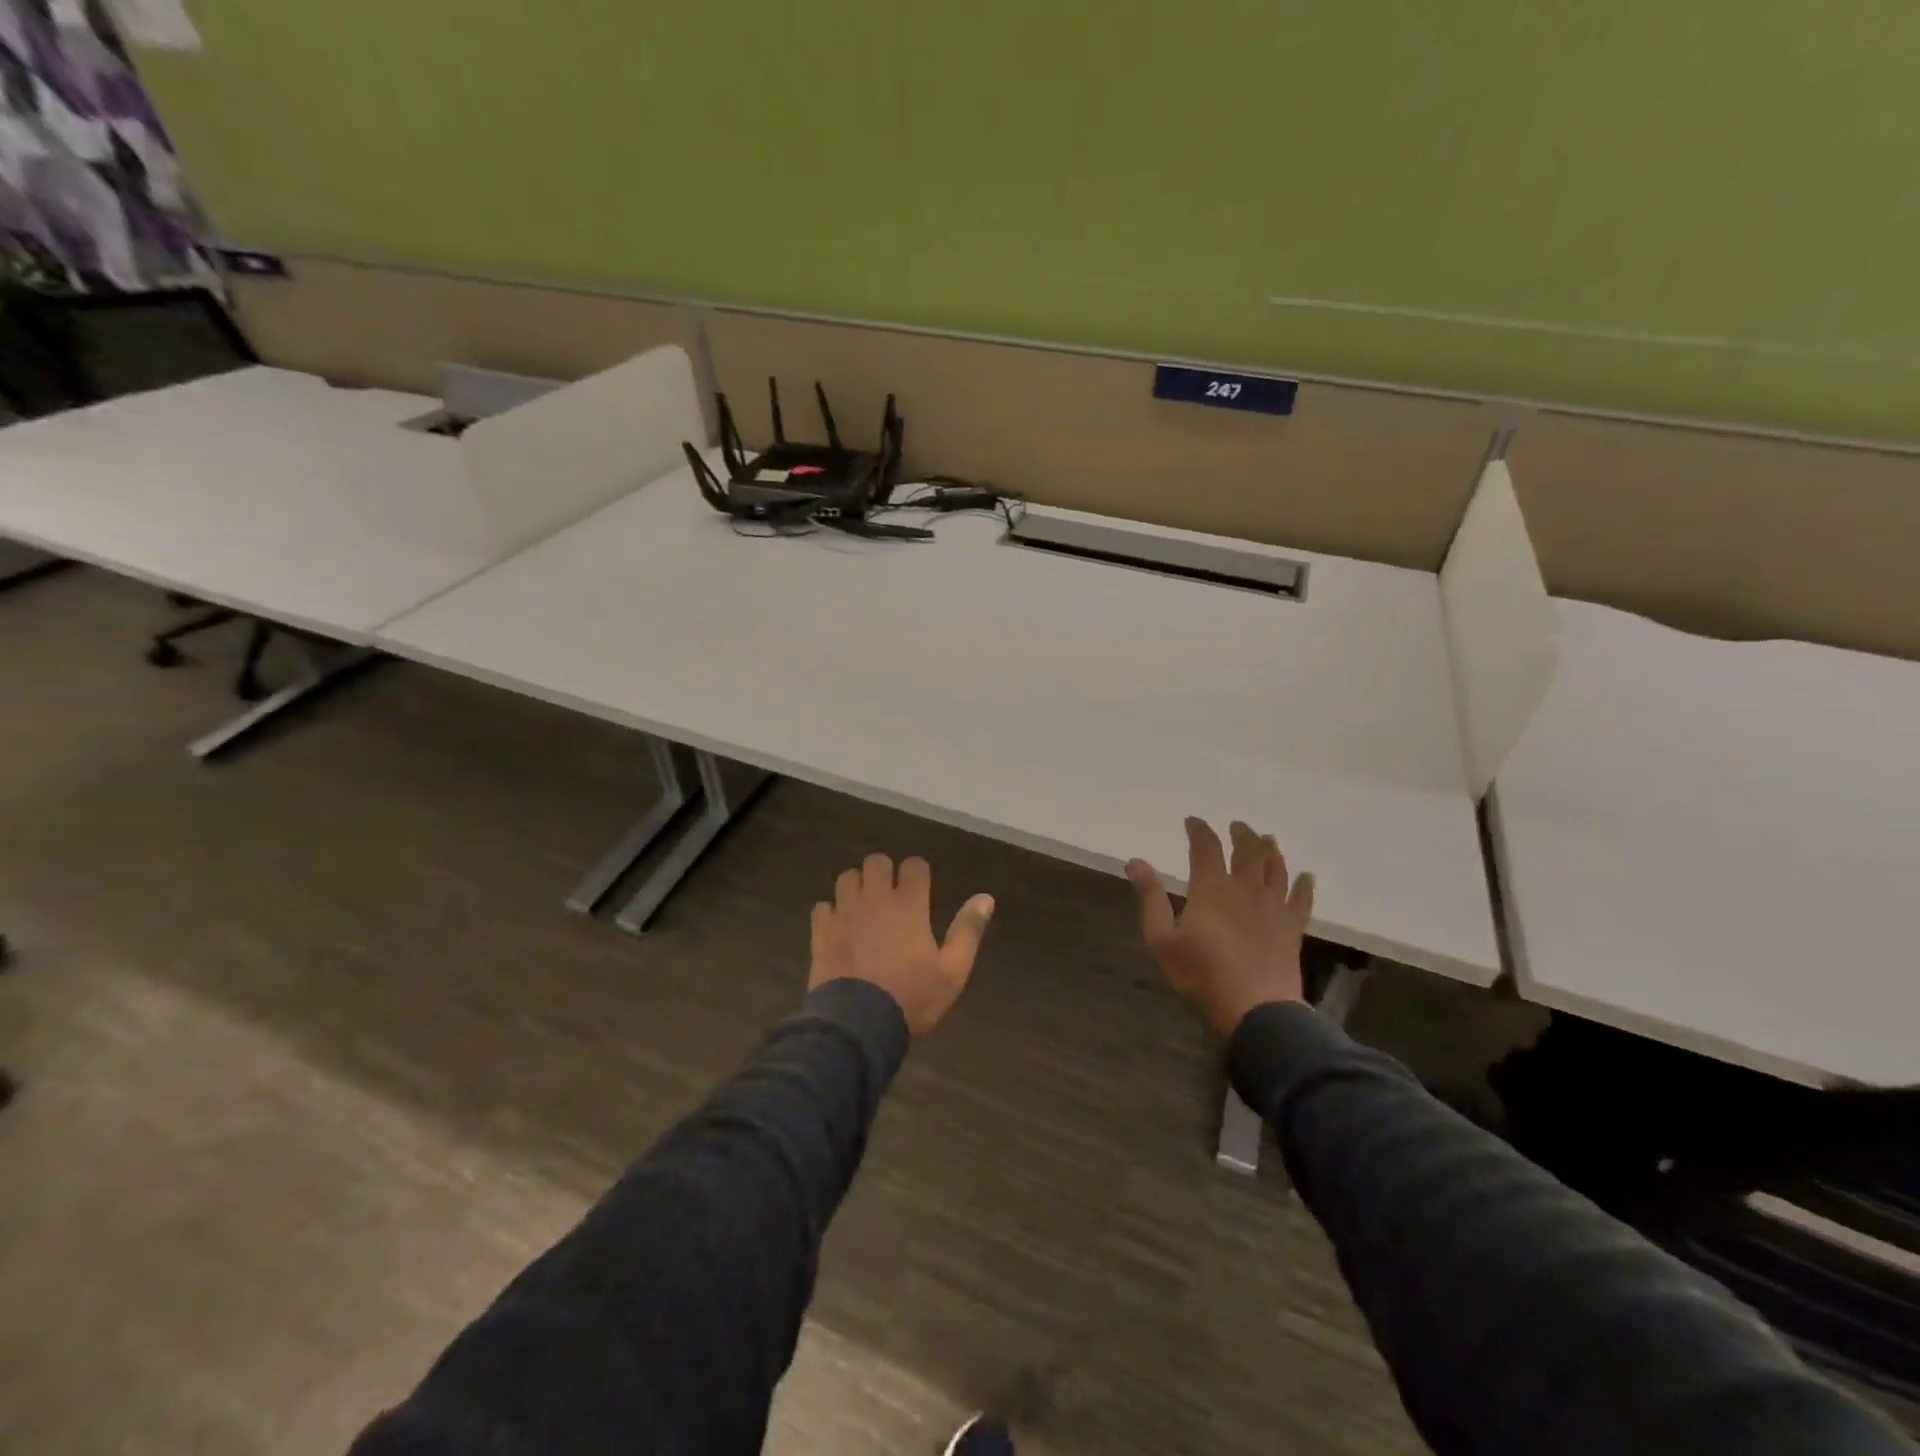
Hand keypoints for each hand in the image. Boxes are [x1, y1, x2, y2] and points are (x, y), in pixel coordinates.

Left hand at [810, 854, 995, 1035]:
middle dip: (884, 871)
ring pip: (847, 877)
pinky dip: (831, 912)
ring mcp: (845, 913)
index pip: (913, 865)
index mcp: (909, 905)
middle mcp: (875, 899)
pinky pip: (823, 906)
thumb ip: (968, 931)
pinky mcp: (821, 931)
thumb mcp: (952, 972)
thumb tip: (986, 898)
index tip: (921, 887)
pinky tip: (839, 927)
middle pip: (876, 861)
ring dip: (857, 886)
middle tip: (891, 894)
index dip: (918, 872)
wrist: (856, 1025)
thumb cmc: (911, 998)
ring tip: (864, 906)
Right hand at [1127, 819, 1314, 1039]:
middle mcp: (1245, 888)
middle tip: (1237, 825)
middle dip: (1241, 834)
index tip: (1192, 821)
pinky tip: (1307, 876)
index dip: (1199, 830)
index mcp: (1212, 888)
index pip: (1206, 847)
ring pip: (1275, 868)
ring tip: (1267, 839)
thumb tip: (1135, 861)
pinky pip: (1302, 899)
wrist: (1255, 1009)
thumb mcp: (1161, 938)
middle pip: (1247, 851)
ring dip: (1271, 850)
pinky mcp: (1292, 927)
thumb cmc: (1200, 974)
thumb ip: (1150, 897)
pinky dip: (1304, 885)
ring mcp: (1273, 906)